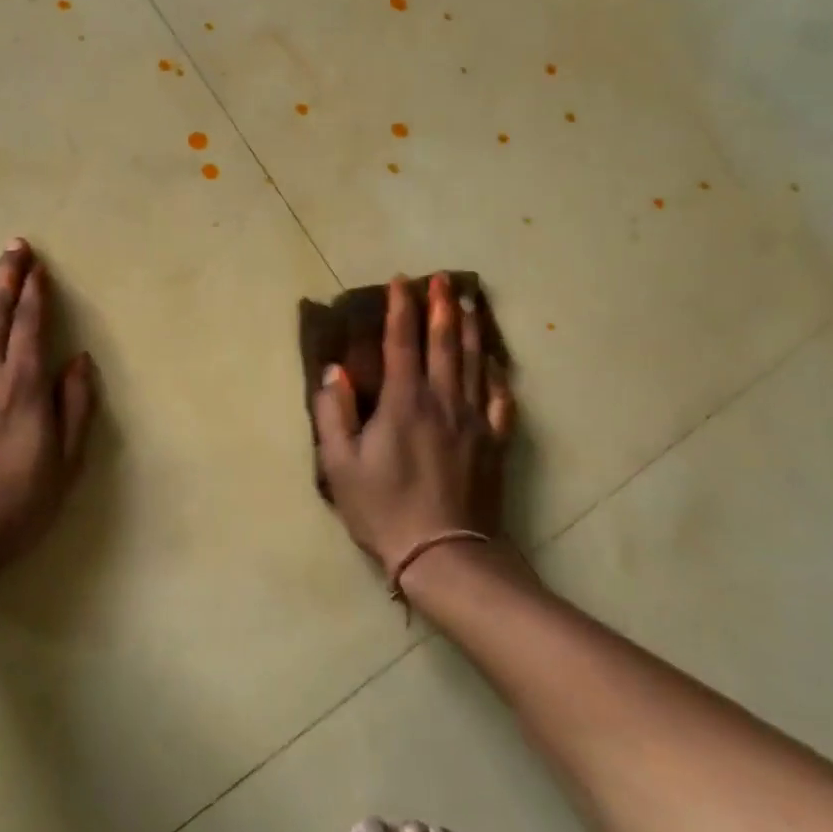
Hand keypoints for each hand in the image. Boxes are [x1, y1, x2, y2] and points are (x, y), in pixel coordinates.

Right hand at [314, 275, 513, 572]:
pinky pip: (500, 399)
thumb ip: (333, 412)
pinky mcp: (493, 443)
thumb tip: (334, 371)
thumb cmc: (383, 508)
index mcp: (403, 402)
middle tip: (442, 278)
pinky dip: (498, 376)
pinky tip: (497, 364)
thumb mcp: (339, 464)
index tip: (401, 281)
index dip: (400, 309)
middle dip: (441, 306)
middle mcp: (442, 400)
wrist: (444, 553)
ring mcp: (473, 420)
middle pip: (445, 343)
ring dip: (471, 329)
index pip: (402, 342)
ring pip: (475, 362)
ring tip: (470, 303)